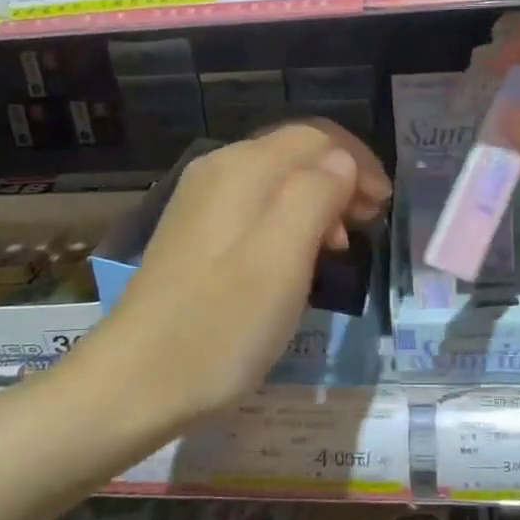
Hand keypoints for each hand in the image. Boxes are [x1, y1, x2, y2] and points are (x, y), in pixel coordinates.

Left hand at [91, 121, 389, 418]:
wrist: (136, 382)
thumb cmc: (222, 324)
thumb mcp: (282, 258)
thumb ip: (316, 195)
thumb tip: (341, 162)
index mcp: (243, 168)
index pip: (316, 137)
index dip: (358, 163)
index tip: (383, 207)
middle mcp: (219, 170)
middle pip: (296, 153)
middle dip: (341, 180)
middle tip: (368, 226)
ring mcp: (203, 202)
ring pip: (278, 181)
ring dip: (319, 203)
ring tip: (340, 248)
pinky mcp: (196, 233)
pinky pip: (257, 207)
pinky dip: (290, 222)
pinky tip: (298, 260)